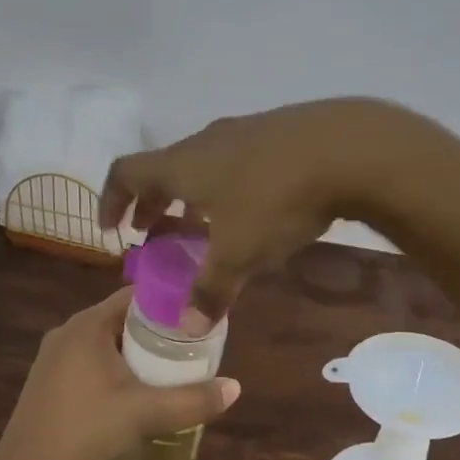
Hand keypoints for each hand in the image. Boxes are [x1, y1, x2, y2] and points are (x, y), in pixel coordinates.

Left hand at [0, 288, 240, 459]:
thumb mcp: (146, 415)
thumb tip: (235, 387)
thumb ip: (193, 400)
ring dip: (136, 355)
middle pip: (122, 321)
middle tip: (192, 349)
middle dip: (157, 334)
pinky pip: (90, 364)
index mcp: (87, 325)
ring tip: (171, 373)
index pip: (136, 296)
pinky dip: (115, 372)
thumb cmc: (86, 434)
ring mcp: (53, 359)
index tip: (199, 317)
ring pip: (106, 345)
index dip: (170, 303)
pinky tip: (134, 396)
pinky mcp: (48, 384)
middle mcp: (67, 332)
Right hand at [99, 98, 427, 321]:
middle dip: (151, 203)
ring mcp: (242, 132)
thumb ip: (210, 290)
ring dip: (189, 195)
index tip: (113, 229)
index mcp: (182, 165)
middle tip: (150, 233)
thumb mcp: (240, 253)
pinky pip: (233, 160)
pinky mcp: (276, 131)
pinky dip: (223, 185)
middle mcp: (204, 142)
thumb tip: (186, 328)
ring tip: (198, 226)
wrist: (347, 146)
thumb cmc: (276, 198)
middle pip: (163, 169)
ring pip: (200, 164)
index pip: (126, 172)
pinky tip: (250, 209)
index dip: (111, 200)